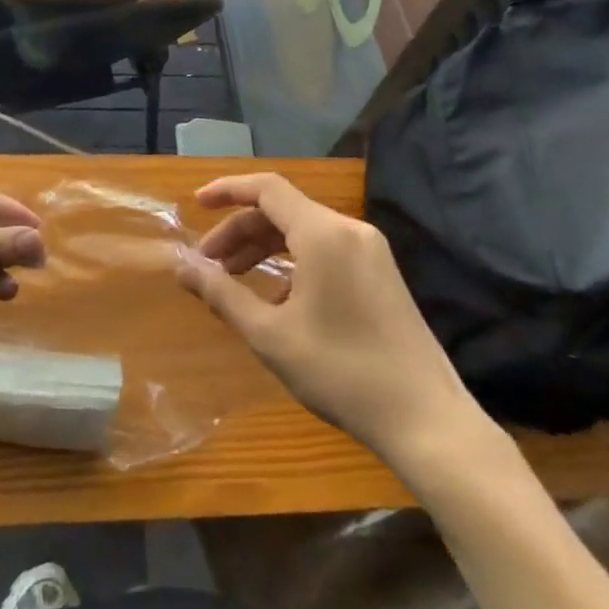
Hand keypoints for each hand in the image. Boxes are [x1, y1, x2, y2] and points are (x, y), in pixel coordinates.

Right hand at [175, 174, 490, 460]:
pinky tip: (275, 297)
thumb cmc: (341, 372)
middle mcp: (349, 230)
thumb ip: (221, 293)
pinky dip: (292, 261)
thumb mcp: (270, 335)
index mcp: (323, 234)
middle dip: (239, 231)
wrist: (426, 419)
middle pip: (282, 210)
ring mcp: (370, 251)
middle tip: (207, 265)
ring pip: (304, 231)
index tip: (195, 205)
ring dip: (263, 247)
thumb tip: (182, 266)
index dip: (227, 190)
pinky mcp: (381, 273)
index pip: (267, 188)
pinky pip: (325, 249)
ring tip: (233, 280)